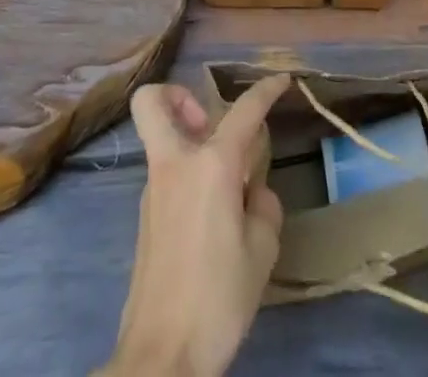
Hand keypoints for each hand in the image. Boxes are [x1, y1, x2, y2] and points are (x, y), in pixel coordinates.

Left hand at [101, 73, 290, 376]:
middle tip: (209, 121)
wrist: (161, 357)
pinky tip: (212, 216)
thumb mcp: (261, 252)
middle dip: (178, 95)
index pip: (244, 111)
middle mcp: (175, 164)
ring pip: (161, 139)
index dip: (266, 89)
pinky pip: (166, 175)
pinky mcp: (145, 217)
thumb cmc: (217, 298)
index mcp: (210, 165)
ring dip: (188, 140)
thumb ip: (263, 206)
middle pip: (152, 101)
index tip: (282, 79)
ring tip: (224, 180)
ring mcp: (153, 189)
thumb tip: (253, 192)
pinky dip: (187, 176)